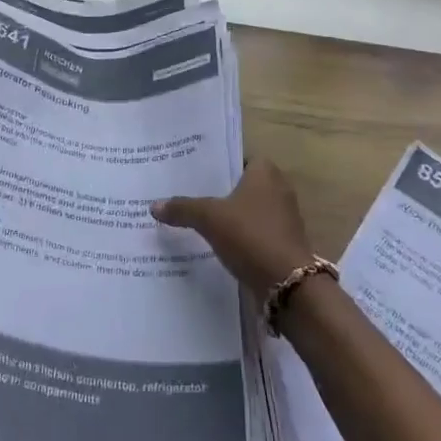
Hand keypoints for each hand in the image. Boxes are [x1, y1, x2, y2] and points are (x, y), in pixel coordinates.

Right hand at [152, 159, 316, 305]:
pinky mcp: (283, 240)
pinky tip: (217, 244)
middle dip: (219, 191)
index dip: (215, 165)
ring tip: (197, 220)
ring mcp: (284, 215)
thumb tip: (153, 205)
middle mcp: (278, 187)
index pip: (236, 158)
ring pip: (248, 209)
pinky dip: (239, 235)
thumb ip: (182, 208)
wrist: (287, 282)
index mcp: (265, 171)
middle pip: (241, 184)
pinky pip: (255, 230)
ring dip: (229, 216)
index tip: (192, 174)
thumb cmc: (250, 235)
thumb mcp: (210, 218)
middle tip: (188, 195)